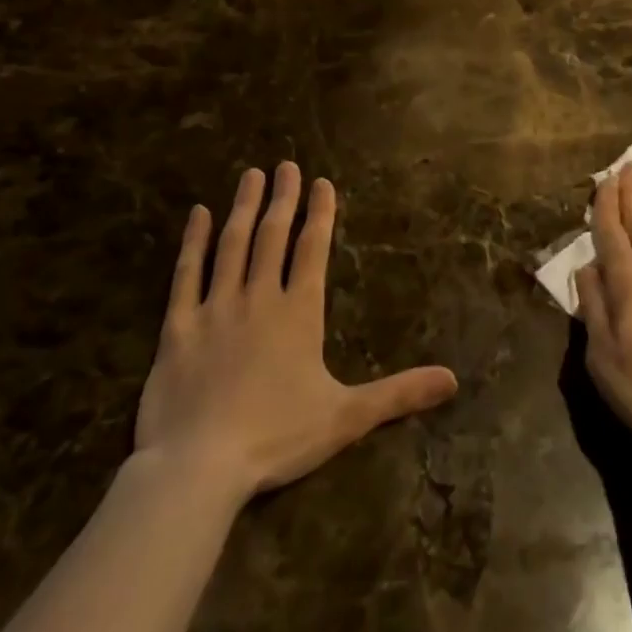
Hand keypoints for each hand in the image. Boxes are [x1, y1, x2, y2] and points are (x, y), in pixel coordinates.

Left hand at [134, 162, 457, 496]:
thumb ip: (399, 394)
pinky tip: (197, 214)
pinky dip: (193, 242)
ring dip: (244, 208)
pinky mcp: (178, 327)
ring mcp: (215, 309)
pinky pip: (186, 275)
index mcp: (299, 313)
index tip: (321, 181)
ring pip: (232, 245)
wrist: (198, 466)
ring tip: (251, 175)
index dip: (320, 213)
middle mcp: (259, 298)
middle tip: (285, 164)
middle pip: (273, 236)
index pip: (313, 249)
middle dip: (283, 198)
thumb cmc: (277, 437)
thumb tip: (453, 380)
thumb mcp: (346, 417)